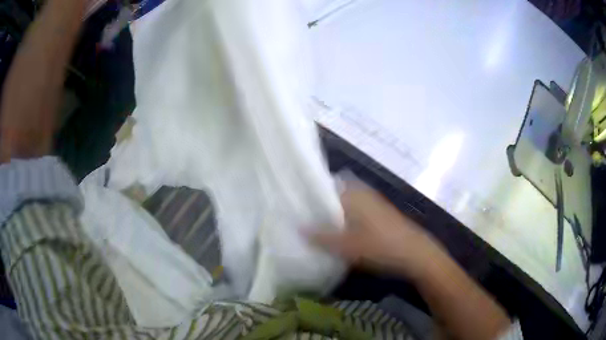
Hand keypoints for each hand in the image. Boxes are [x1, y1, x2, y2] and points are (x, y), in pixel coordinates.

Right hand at [310, 180, 443, 279]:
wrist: (414, 253)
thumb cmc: (379, 246)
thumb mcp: (347, 246)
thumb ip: (321, 237)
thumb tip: (298, 227)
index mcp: (354, 194)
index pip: (327, 185)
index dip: (312, 192)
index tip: (298, 202)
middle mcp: (363, 193)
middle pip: (336, 194)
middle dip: (321, 204)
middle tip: (304, 216)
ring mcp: (373, 203)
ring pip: (346, 203)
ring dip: (333, 213)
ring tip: (317, 225)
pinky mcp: (379, 214)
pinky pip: (356, 211)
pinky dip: (345, 218)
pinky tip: (340, 232)